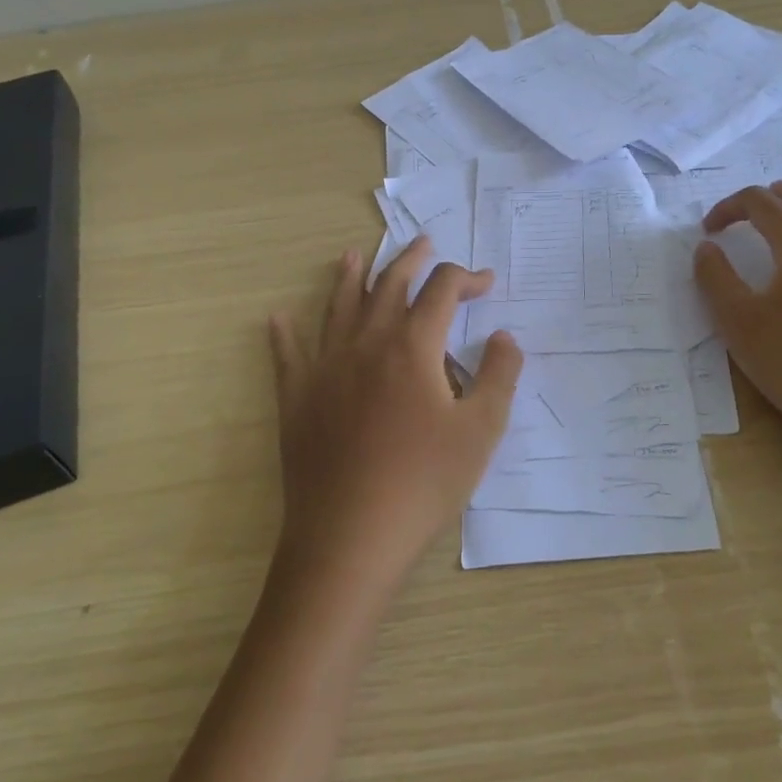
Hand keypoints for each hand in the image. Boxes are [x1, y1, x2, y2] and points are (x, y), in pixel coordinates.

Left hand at [268, 237, 523, 587]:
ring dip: (349, 278)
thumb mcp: (480, 431)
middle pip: (389, 286)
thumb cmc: (423, 483)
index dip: (466, 278)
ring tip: (354, 255)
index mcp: (413, 347)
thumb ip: (498, 376)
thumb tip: (504, 336)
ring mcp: (326, 368)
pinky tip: (278, 318)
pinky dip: (284, 334)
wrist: (349, 537)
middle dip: (411, 261)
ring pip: (338, 308)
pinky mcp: (297, 399)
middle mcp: (366, 344)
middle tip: (425, 245)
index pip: (442, 291)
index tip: (486, 283)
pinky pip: (287, 355)